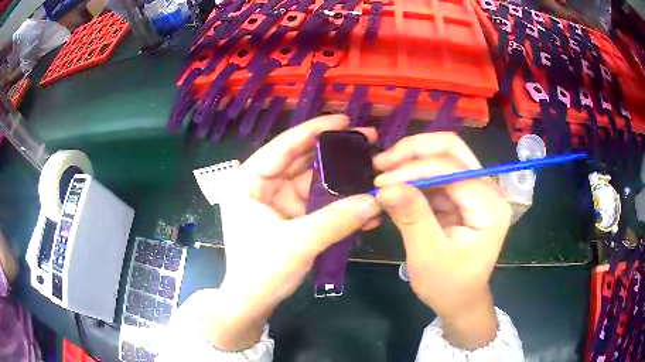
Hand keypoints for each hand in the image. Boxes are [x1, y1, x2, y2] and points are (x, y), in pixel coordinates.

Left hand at [204, 115, 380, 350]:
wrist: (253, 302)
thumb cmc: (262, 271)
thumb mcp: (299, 243)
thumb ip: (337, 220)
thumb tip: (376, 200)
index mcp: (248, 182)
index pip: (282, 147)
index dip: (313, 130)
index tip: (344, 120)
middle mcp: (261, 186)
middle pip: (301, 160)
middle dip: (333, 152)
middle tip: (367, 141)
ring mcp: (277, 201)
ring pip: (312, 180)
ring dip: (340, 177)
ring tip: (371, 167)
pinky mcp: (290, 216)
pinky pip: (316, 201)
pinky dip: (337, 201)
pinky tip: (361, 200)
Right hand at [373, 133, 511, 349]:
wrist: (460, 301)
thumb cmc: (449, 285)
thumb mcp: (428, 256)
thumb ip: (412, 218)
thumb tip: (385, 187)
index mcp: (489, 206)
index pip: (453, 169)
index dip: (415, 169)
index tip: (381, 181)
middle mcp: (487, 190)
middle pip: (452, 149)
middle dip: (415, 151)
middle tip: (382, 163)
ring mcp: (475, 191)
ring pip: (443, 157)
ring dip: (412, 160)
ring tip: (383, 172)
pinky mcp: (461, 197)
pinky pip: (437, 174)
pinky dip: (414, 175)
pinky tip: (395, 184)